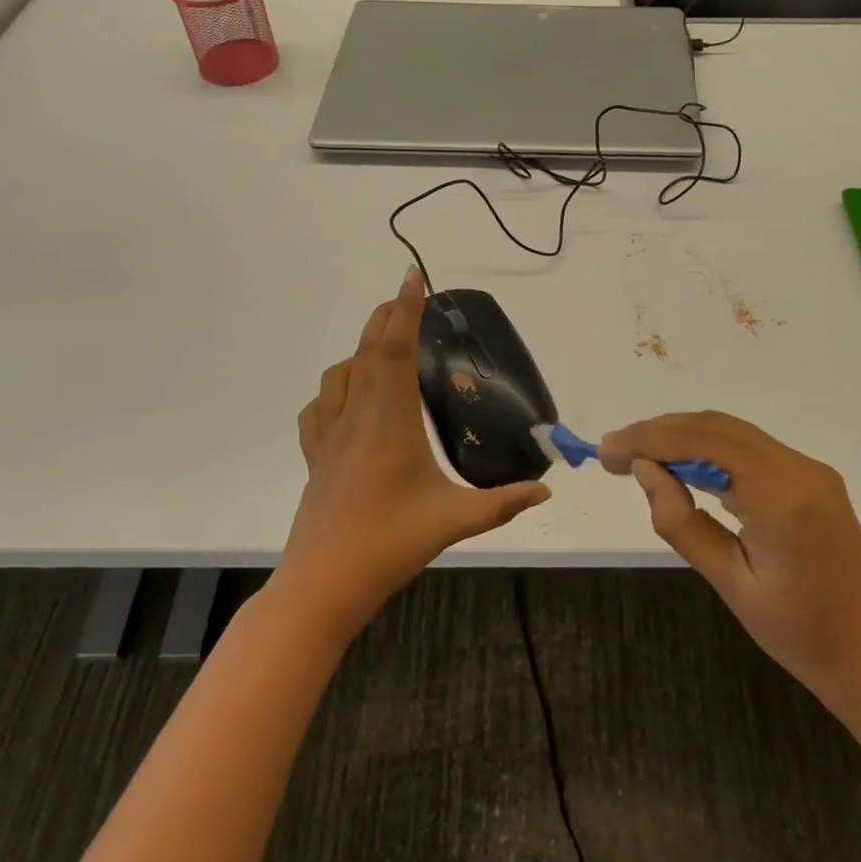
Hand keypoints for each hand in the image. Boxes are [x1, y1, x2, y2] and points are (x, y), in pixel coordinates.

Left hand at [279, 268, 550, 633]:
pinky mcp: (315, 457)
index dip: (405, 309)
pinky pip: (318, 408)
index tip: (414, 276)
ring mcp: (329, 436)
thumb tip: (546, 490)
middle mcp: (356, 417)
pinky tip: (347, 401)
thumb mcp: (455, 521)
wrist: (323, 585)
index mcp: (390, 422)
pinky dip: (334, 389)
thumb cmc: (389, 545)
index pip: (394, 349)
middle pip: (366, 350)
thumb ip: (503, 503)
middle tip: (408, 298)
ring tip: (383, 346)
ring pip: (339, 374)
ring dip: (360, 348)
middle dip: (386, 316)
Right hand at [598, 412, 860, 728]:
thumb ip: (683, 522)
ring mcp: (809, 469)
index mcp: (781, 497)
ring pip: (732, 432)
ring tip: (637, 456)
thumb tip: (645, 471)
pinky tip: (683, 466)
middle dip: (659, 432)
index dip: (647, 439)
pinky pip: (750, 448)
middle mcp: (799, 468)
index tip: (605, 453)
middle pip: (715, 427)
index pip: (702, 443)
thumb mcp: (732, 585)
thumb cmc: (804, 637)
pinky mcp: (812, 478)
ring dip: (682, 436)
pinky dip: (708, 448)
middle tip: (613, 453)